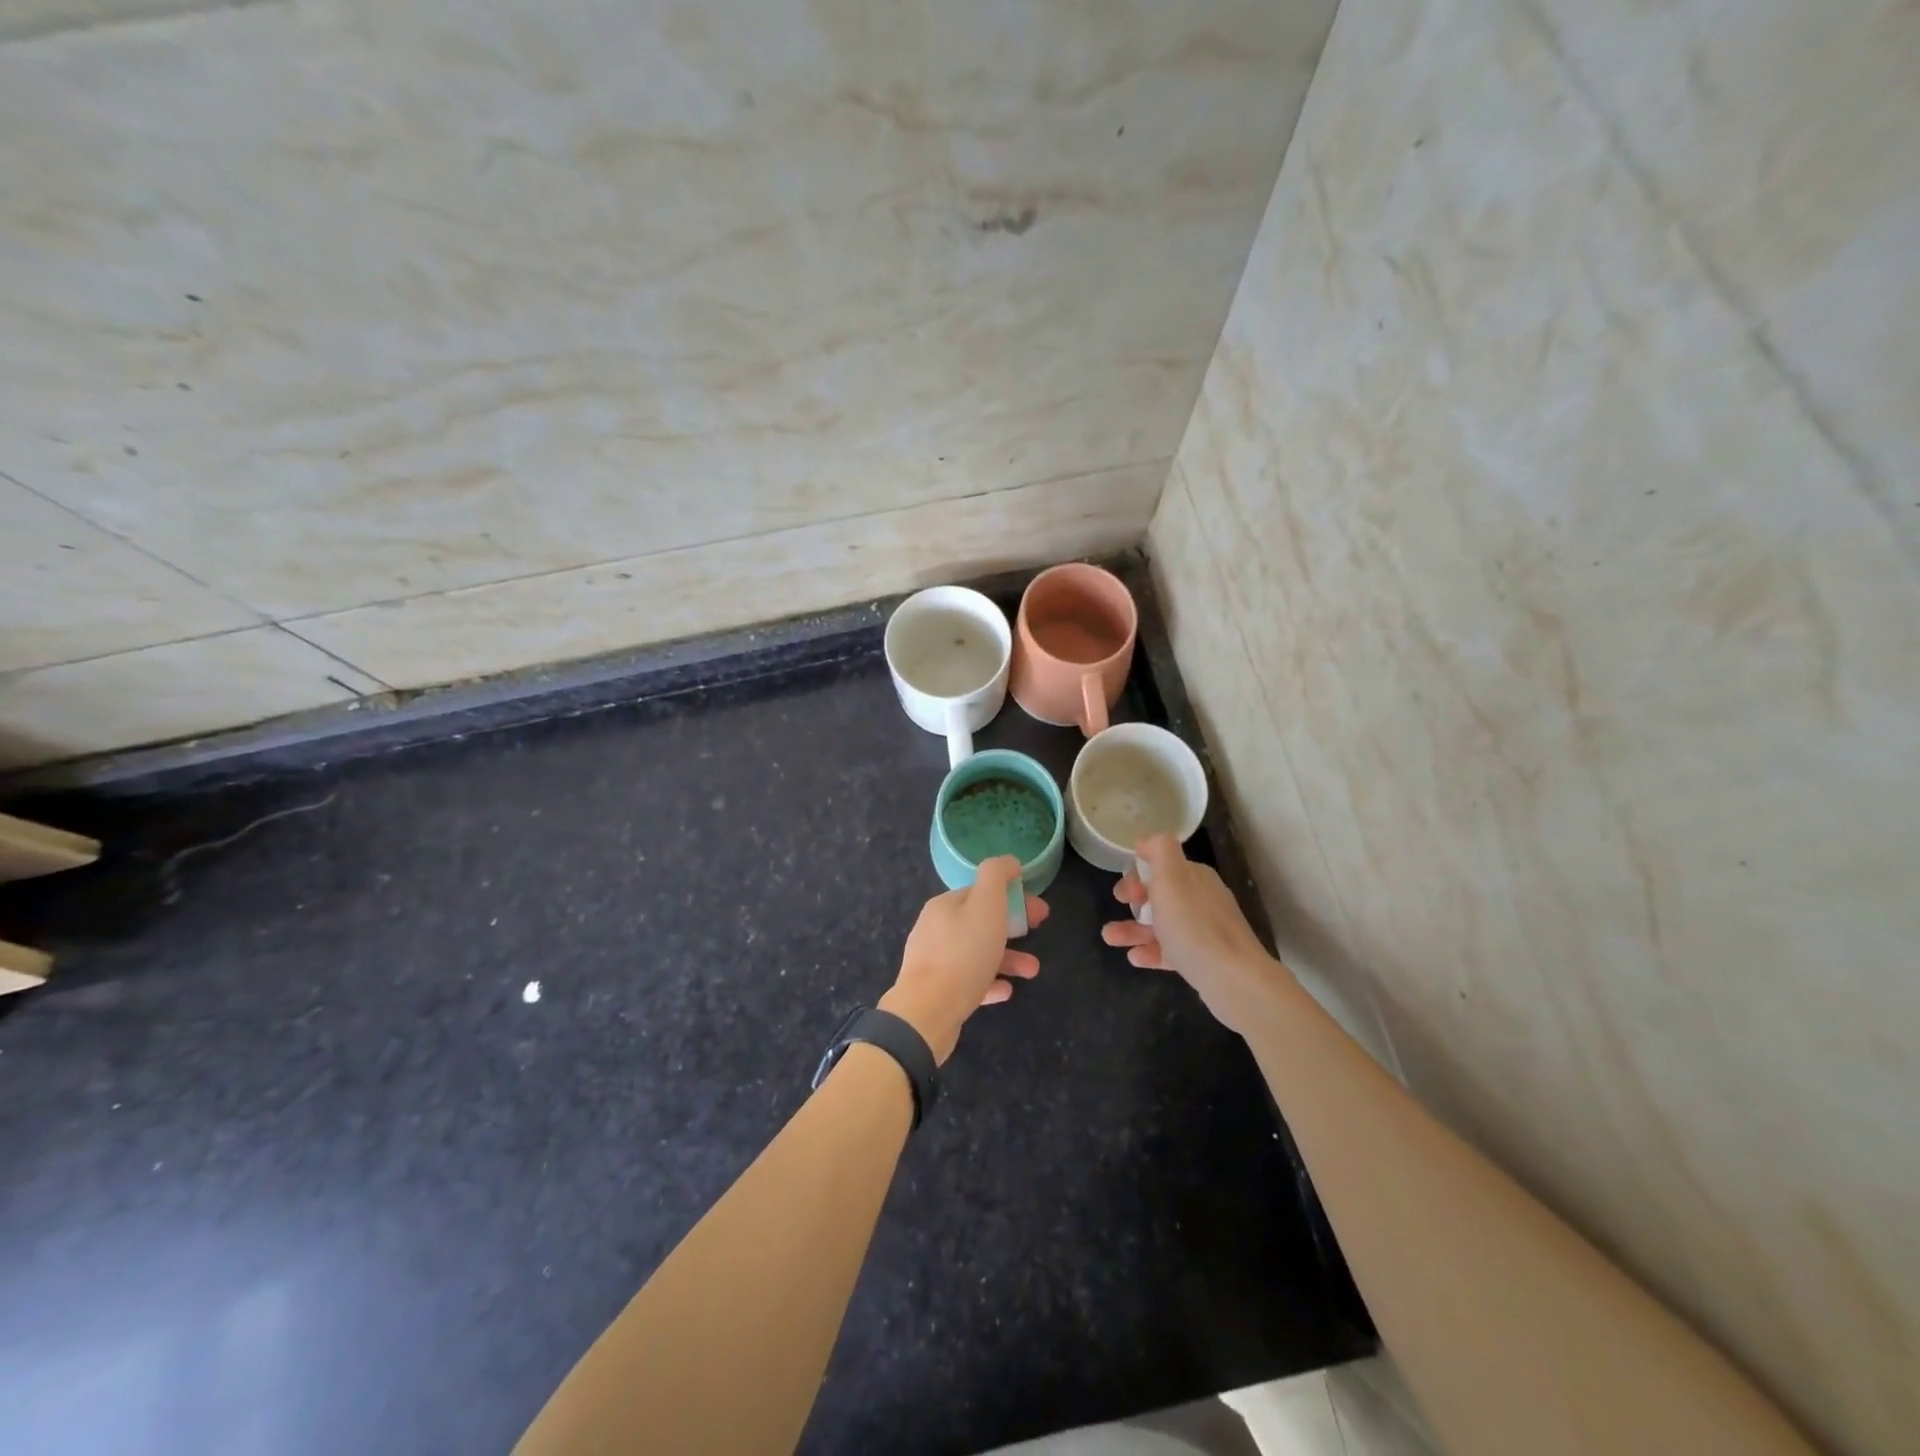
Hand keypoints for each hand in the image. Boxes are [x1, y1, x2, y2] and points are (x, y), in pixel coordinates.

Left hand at [880, 856, 1047, 1063]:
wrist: (927, 1012)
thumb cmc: (963, 954)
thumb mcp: (986, 905)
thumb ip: (997, 876)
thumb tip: (1009, 862)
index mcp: (944, 905)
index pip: (982, 892)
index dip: (1013, 897)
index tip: (1039, 910)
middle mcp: (935, 929)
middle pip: (980, 922)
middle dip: (1013, 926)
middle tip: (1039, 931)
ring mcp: (933, 962)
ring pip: (977, 953)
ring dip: (1007, 958)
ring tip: (1032, 971)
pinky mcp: (936, 992)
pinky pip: (969, 981)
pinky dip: (990, 982)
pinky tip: (1007, 991)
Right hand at [1101, 834, 1289, 1036]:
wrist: (1233, 979)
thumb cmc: (1194, 925)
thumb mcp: (1171, 877)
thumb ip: (1159, 850)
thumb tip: (1146, 839)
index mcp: (1195, 877)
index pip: (1162, 865)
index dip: (1138, 873)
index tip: (1123, 890)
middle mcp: (1202, 899)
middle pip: (1161, 894)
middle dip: (1134, 899)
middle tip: (1118, 906)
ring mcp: (1204, 931)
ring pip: (1162, 924)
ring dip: (1133, 928)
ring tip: (1108, 937)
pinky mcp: (1204, 959)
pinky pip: (1171, 951)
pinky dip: (1151, 951)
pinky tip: (1134, 958)